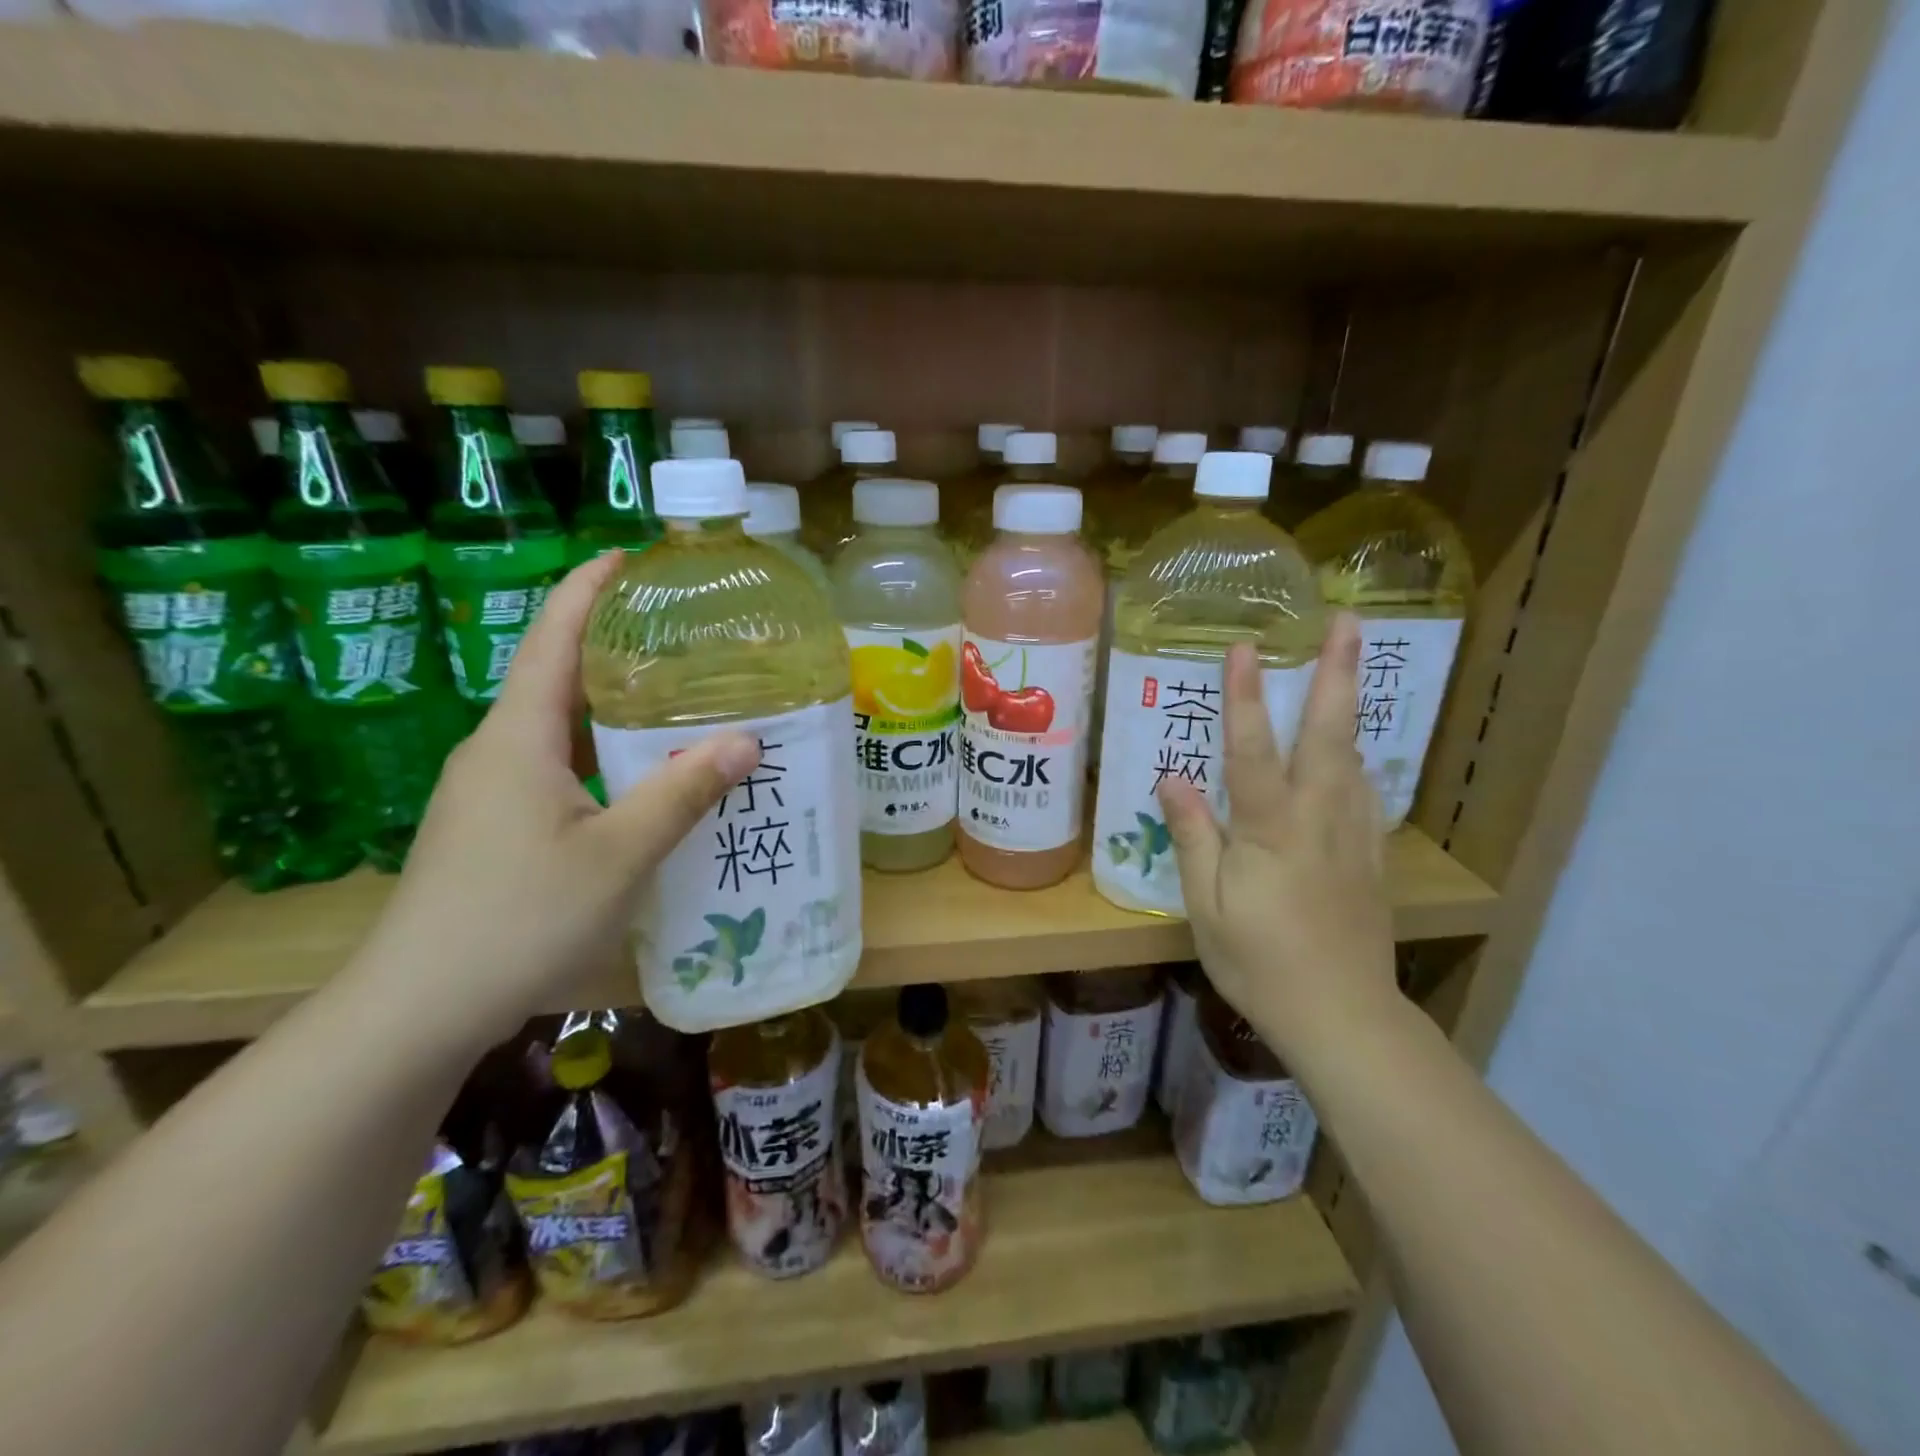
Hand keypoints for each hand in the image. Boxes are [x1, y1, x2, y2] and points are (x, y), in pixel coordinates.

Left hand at [353, 553, 759, 1046]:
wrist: (417, 1009)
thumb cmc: (519, 919)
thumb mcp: (619, 854)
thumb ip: (682, 792)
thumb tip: (746, 740)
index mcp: (518, 737)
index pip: (553, 639)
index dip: (588, 589)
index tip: (629, 555)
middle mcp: (497, 750)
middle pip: (557, 677)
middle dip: (614, 645)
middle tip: (682, 633)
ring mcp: (489, 791)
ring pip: (558, 727)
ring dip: (611, 705)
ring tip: (676, 697)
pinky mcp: (493, 826)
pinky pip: (555, 766)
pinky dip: (601, 752)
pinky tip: (642, 775)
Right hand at [1157, 616, 1398, 1070]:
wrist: (1342, 1016)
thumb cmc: (1258, 962)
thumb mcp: (1206, 906)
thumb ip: (1193, 836)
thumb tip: (1172, 778)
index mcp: (1270, 830)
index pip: (1252, 750)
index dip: (1245, 697)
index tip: (1243, 645)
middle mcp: (1318, 818)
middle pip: (1329, 735)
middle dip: (1337, 674)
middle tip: (1349, 621)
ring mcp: (1353, 835)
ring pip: (1355, 757)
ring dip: (1352, 705)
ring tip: (1352, 662)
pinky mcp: (1371, 857)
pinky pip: (1366, 792)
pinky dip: (1357, 758)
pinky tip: (1352, 752)